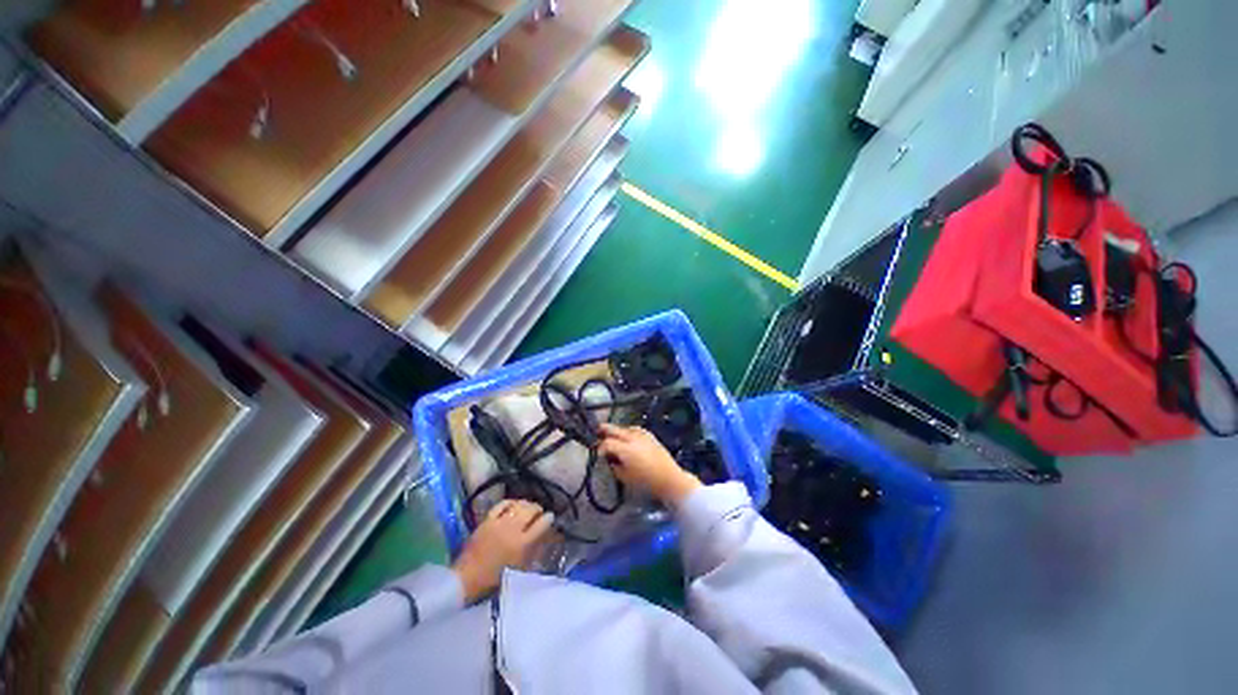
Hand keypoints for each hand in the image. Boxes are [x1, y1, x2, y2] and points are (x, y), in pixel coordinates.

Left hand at [453, 500, 554, 601]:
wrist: (466, 578)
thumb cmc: (494, 579)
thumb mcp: (519, 568)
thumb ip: (533, 551)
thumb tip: (545, 538)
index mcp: (523, 544)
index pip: (542, 524)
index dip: (548, 518)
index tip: (550, 517)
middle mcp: (513, 529)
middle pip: (531, 510)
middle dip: (538, 509)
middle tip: (539, 512)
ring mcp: (499, 523)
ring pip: (518, 505)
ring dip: (526, 504)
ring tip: (528, 507)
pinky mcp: (487, 520)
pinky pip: (502, 504)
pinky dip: (510, 502)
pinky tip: (513, 504)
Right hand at [598, 424, 701, 505]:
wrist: (669, 479)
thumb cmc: (646, 482)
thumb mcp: (625, 477)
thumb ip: (615, 466)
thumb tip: (610, 459)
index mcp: (625, 449)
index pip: (607, 443)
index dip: (600, 447)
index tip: (597, 453)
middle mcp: (633, 439)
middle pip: (616, 430)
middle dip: (605, 430)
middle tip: (597, 430)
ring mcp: (643, 436)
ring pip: (626, 428)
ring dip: (617, 430)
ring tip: (611, 432)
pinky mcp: (651, 437)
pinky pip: (636, 429)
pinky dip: (629, 430)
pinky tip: (628, 433)